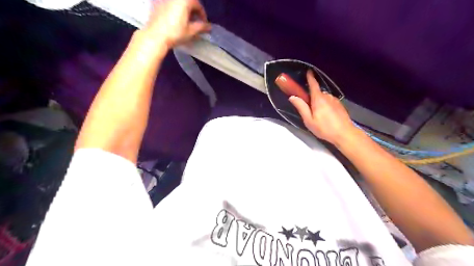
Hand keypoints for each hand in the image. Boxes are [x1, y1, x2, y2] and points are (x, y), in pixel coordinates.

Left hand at [142, 0, 209, 47]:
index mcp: (184, 1)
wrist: (155, 36)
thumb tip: (209, 27)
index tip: (204, 24)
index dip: (202, 15)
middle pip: (188, 2)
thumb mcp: (191, 31)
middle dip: (194, 12)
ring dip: (185, 11)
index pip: (198, 5)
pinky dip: (176, 11)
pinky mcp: (157, 4)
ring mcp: (165, 0)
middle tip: (196, 23)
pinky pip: (170, 5)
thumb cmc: (175, 33)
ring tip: (186, 23)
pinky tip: (176, 21)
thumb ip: (201, 27)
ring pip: (179, 4)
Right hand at [286, 70, 357, 144]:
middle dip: (312, 98)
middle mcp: (327, 96)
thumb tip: (292, 97)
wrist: (344, 134)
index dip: (310, 77)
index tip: (308, 71)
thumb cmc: (324, 128)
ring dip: (319, 103)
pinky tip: (326, 116)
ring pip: (323, 98)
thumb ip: (301, 107)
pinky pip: (329, 102)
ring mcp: (335, 100)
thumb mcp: (309, 120)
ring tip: (318, 116)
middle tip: (309, 110)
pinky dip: (325, 105)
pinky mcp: (339, 105)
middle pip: (317, 93)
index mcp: (318, 99)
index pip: (313, 84)